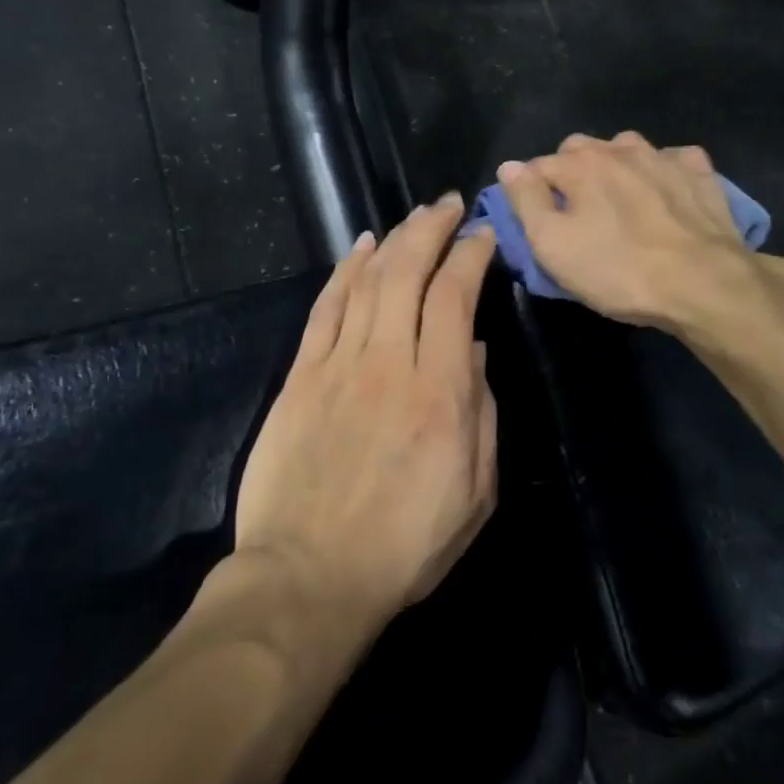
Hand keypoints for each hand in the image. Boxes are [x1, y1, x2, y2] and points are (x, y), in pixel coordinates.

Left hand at [234, 195, 499, 623]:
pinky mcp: (301, 376)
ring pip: (368, 280)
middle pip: (408, 272)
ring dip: (394, 239)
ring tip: (413, 218)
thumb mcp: (475, 493)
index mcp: (440, 394)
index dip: (470, 256)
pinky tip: (361, 248)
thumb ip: (482, 413)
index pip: (456, 298)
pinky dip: (345, 270)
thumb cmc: (405, 546)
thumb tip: (473, 350)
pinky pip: (325, 307)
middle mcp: (389, 364)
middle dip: (431, 229)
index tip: (482, 236)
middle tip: (447, 206)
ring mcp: (339, 365)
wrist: (309, 577)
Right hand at [500, 132, 783, 332]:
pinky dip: (663, 171)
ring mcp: (664, 156)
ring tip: (621, 200)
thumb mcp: (553, 245)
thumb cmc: (619, 269)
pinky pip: (673, 160)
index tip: (536, 219)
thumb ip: (526, 201)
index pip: (538, 165)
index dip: (530, 191)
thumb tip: (509, 167)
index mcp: (580, 164)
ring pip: (627, 148)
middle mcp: (620, 148)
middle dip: (571, 172)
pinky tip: (667, 194)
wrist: (704, 283)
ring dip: (616, 166)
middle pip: (582, 149)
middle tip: (577, 211)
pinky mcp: (700, 172)